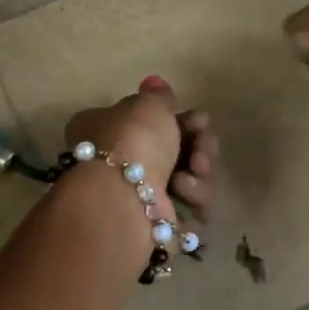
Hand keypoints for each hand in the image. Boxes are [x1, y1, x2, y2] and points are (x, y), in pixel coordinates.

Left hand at [64, 79, 218, 222]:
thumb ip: (159, 96)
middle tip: (202, 145)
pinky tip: (185, 192)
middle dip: (198, 147)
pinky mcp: (159, 225)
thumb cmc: (132, 140)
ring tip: (193, 171)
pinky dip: (194, 197)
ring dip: (199, 172)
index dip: (183, 121)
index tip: (201, 120)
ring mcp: (140, 198)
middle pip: (177, 152)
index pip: (153, 124)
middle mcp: (119, 165)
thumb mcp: (147, 104)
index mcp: (106, 132)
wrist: (123, 195)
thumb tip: (155, 84)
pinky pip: (191, 207)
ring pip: (189, 180)